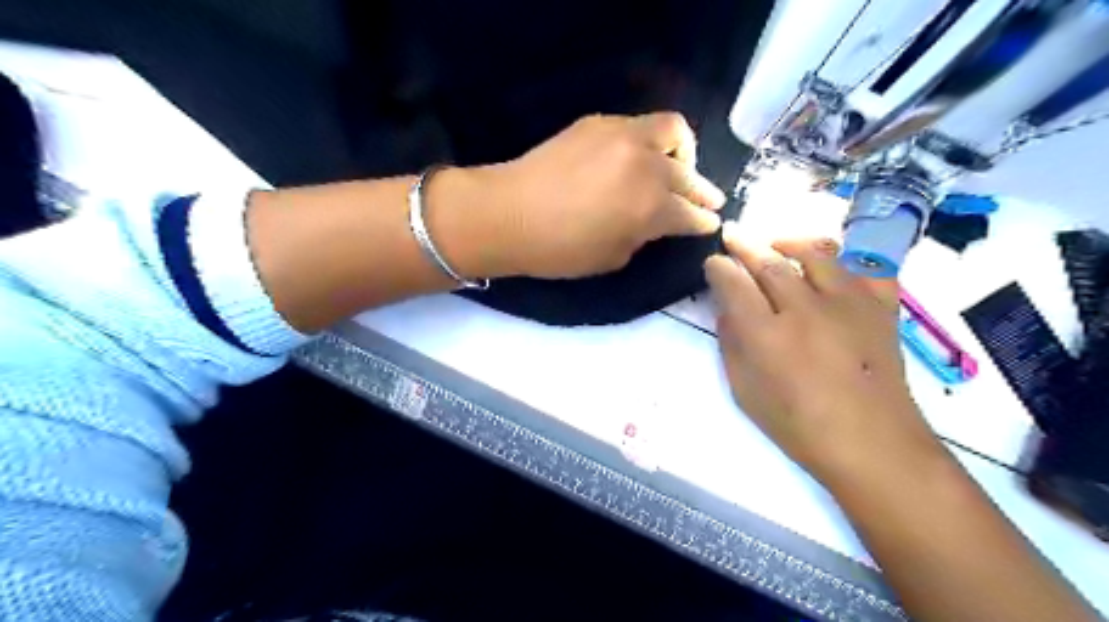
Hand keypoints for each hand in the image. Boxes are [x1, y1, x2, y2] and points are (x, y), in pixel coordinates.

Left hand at [477, 111, 730, 277]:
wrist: (507, 215)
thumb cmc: (558, 250)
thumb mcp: (612, 257)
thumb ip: (642, 236)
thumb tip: (654, 221)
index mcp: (651, 207)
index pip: (690, 213)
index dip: (702, 221)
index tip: (709, 223)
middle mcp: (646, 165)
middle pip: (688, 175)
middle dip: (702, 191)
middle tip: (709, 199)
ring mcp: (623, 136)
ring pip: (673, 131)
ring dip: (684, 152)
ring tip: (679, 167)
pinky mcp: (599, 122)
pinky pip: (639, 125)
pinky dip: (650, 141)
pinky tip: (639, 157)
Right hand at [704, 229, 938, 486]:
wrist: (873, 446)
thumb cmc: (799, 426)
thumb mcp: (746, 393)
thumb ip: (732, 345)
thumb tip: (727, 311)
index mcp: (768, 335)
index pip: (735, 284)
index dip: (719, 268)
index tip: (713, 262)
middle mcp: (806, 310)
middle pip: (770, 262)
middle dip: (746, 244)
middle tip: (733, 235)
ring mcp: (849, 305)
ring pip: (816, 253)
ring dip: (790, 243)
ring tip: (777, 245)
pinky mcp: (882, 308)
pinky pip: (865, 269)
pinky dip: (845, 263)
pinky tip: (832, 270)